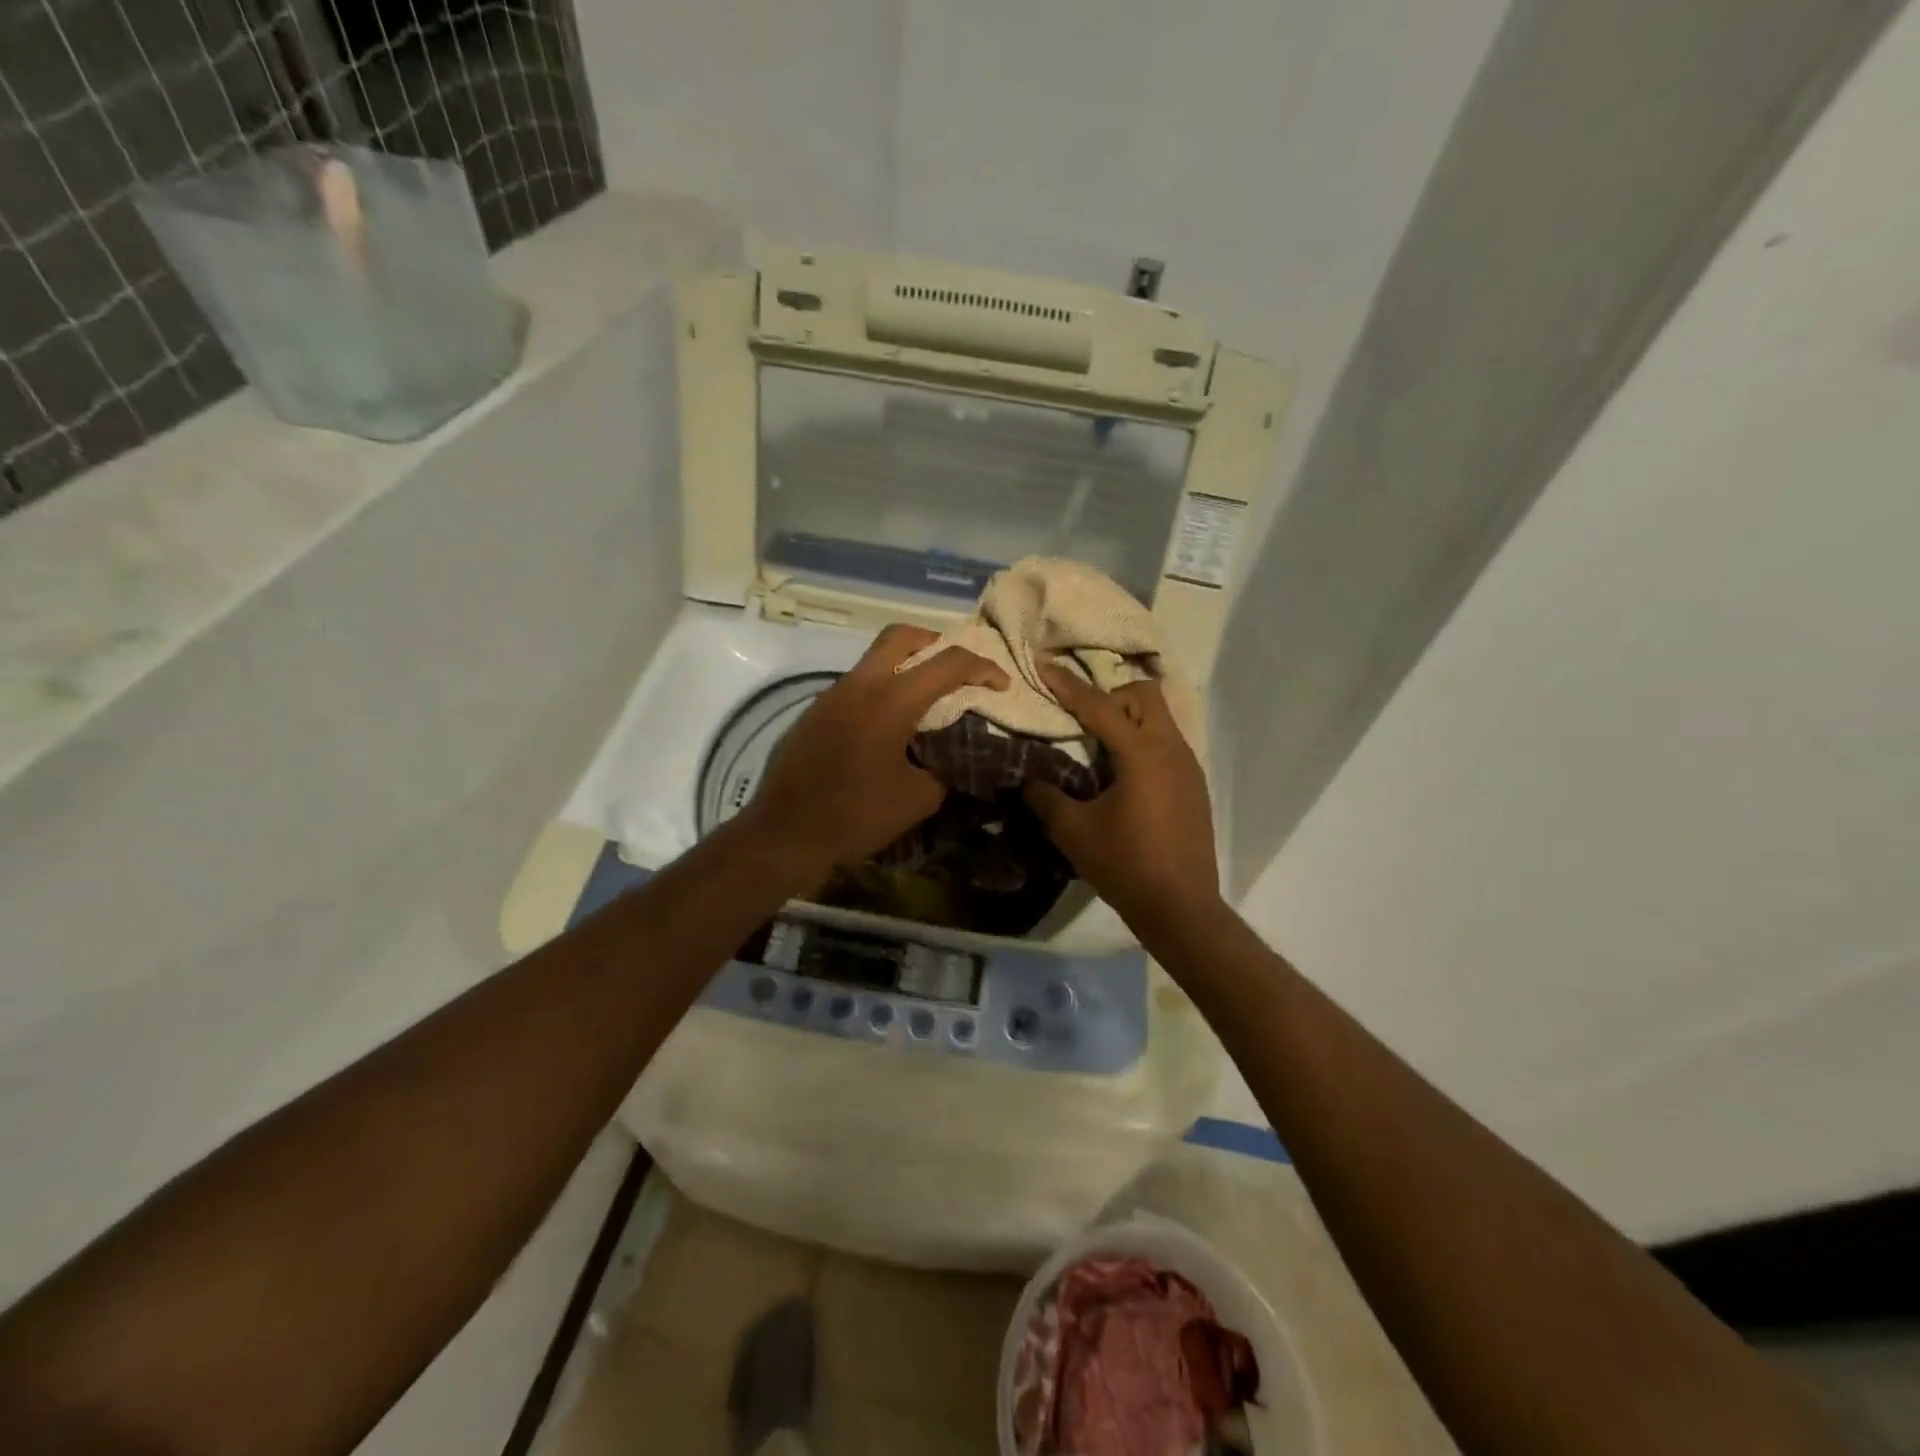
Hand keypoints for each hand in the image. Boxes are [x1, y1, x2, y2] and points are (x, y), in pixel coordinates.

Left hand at [742, 624, 1007, 886]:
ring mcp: (832, 696)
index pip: (947, 664)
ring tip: (925, 700)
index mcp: (890, 700)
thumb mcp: (917, 799)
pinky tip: (888, 727)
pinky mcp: (814, 713)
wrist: (785, 834)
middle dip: (935, 643)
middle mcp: (859, 685)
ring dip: (904, 667)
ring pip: (873, 660)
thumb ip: (942, 770)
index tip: (1001, 684)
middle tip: (955, 668)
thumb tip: (949, 760)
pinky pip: (855, 686)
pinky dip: (880, 691)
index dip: (982, 668)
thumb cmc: (856, 815)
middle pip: (900, 637)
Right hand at [1022, 661, 1222, 930]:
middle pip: (1144, 695)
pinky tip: (1124, 778)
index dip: (1068, 685)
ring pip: (1160, 719)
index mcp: (1141, 753)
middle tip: (1082, 721)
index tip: (1045, 665)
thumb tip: (1028, 779)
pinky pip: (1167, 745)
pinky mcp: (1195, 787)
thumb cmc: (1125, 866)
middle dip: (1110, 696)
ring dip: (1128, 720)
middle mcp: (1171, 749)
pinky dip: (1142, 744)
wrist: (1182, 908)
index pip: (1099, 706)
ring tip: (1099, 749)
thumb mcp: (1074, 832)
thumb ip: (1046, 797)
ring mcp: (1189, 767)